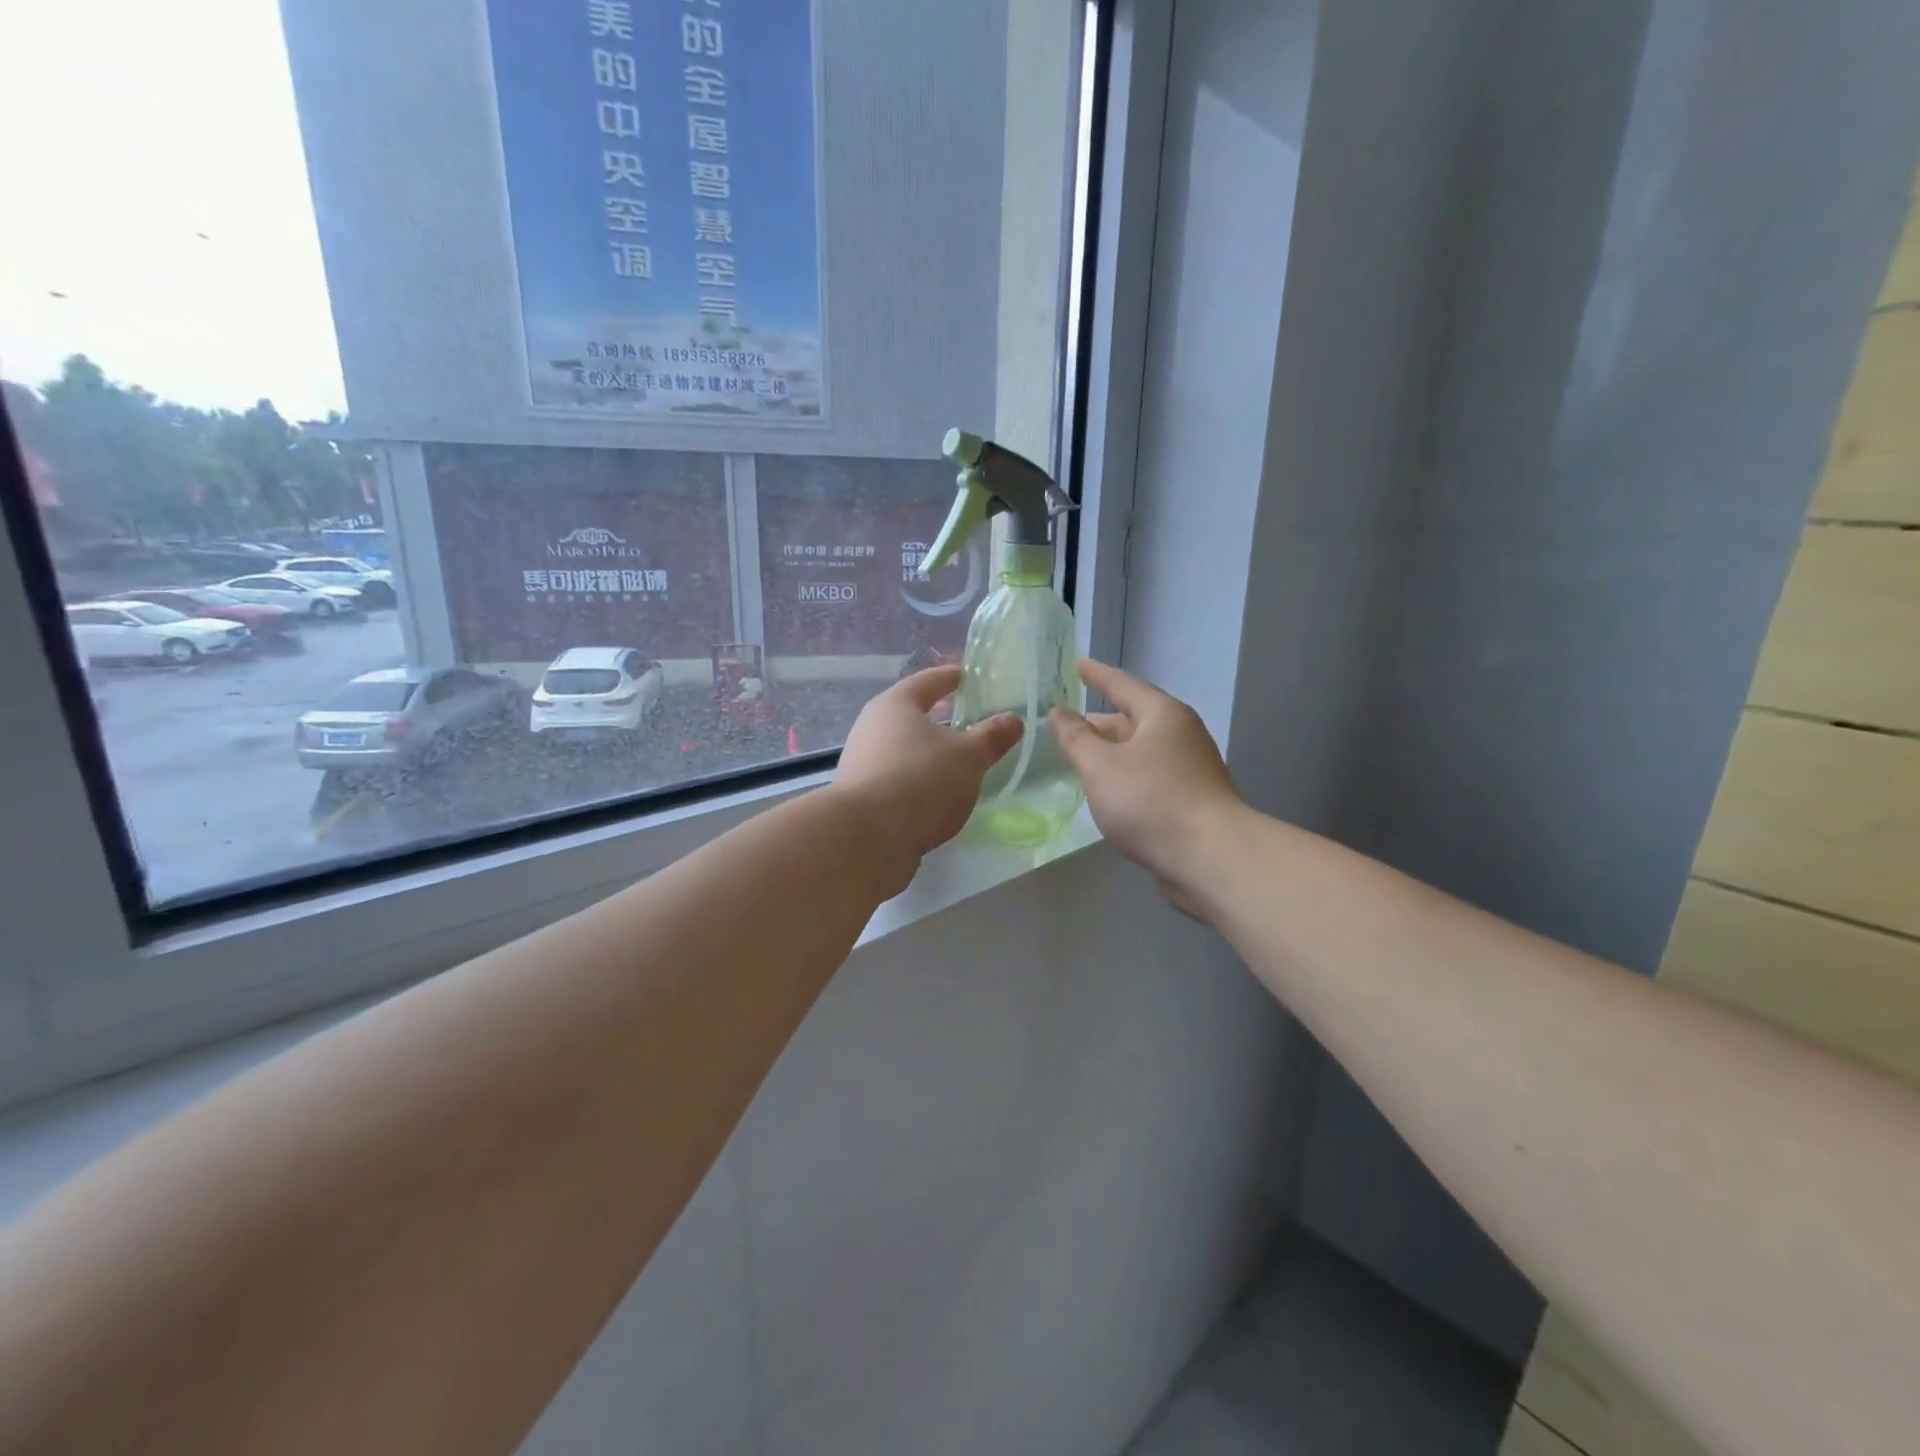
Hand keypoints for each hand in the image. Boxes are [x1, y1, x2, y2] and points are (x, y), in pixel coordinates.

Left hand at [834, 666, 1022, 882]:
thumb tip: (1014, 719)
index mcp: (896, 705)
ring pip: (903, 749)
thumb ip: (991, 737)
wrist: (867, 838)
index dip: (951, 678)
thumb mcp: (968, 757)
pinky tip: (936, 796)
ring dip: (928, 754)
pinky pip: (897, 779)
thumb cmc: (921, 780)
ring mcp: (862, 763)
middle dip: (939, 718)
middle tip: (969, 721)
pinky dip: (918, 781)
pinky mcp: (861, 798)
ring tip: (958, 763)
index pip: (928, 681)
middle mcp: (872, 727)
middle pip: (910, 715)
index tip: (968, 676)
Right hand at [1051, 658, 1242, 908]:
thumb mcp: (1100, 766)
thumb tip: (1060, 712)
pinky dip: (1125, 778)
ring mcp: (1191, 769)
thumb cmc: (1150, 800)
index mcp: (1162, 715)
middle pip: (1133, 719)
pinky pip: (1150, 778)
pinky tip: (1108, 794)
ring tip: (1080, 761)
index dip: (1095, 674)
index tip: (1075, 663)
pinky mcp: (1192, 800)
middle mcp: (1181, 735)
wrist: (1210, 857)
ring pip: (1141, 752)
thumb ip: (1076, 738)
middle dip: (1100, 723)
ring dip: (1111, 754)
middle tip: (1067, 725)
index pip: (1122, 684)